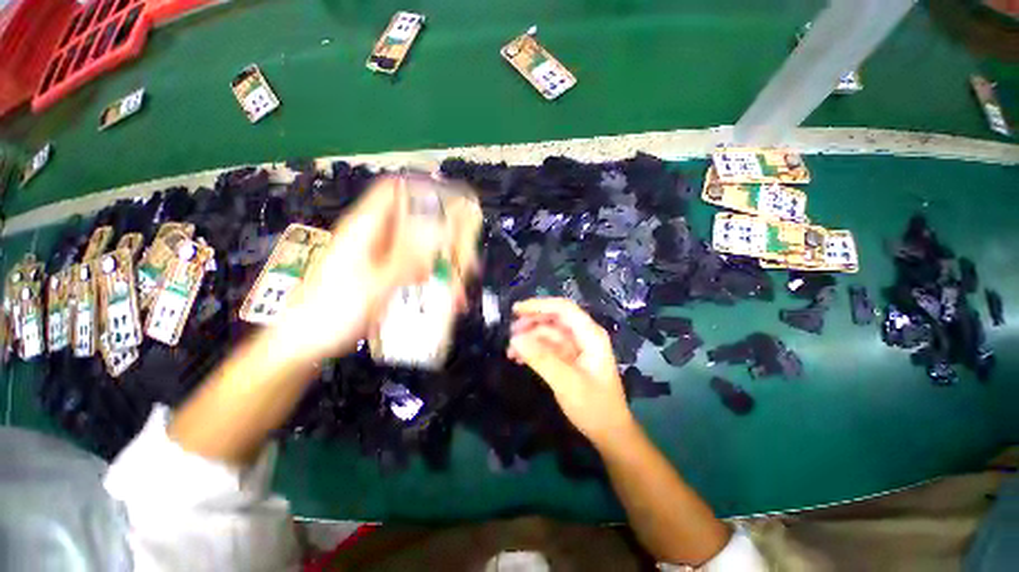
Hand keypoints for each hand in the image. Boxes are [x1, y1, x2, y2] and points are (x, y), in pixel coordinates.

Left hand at [276, 175, 479, 359]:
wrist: (308, 341)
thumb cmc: (332, 311)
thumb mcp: (373, 284)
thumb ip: (407, 259)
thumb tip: (438, 232)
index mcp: (366, 228)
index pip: (394, 191)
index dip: (423, 190)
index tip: (454, 202)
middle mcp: (376, 237)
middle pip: (417, 222)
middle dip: (445, 236)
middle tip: (466, 256)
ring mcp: (382, 257)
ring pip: (421, 248)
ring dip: (442, 263)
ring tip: (460, 284)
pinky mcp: (387, 275)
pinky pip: (416, 269)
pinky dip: (433, 279)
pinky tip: (446, 298)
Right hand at [508, 298, 634, 442]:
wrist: (609, 433)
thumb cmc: (594, 407)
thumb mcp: (566, 382)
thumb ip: (541, 358)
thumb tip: (515, 339)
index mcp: (590, 334)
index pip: (563, 308)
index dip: (539, 305)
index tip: (516, 310)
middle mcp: (583, 336)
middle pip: (554, 319)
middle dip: (531, 323)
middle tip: (509, 333)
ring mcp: (576, 348)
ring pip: (548, 333)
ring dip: (529, 339)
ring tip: (510, 351)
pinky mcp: (569, 359)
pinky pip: (548, 347)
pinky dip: (534, 350)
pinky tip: (519, 359)